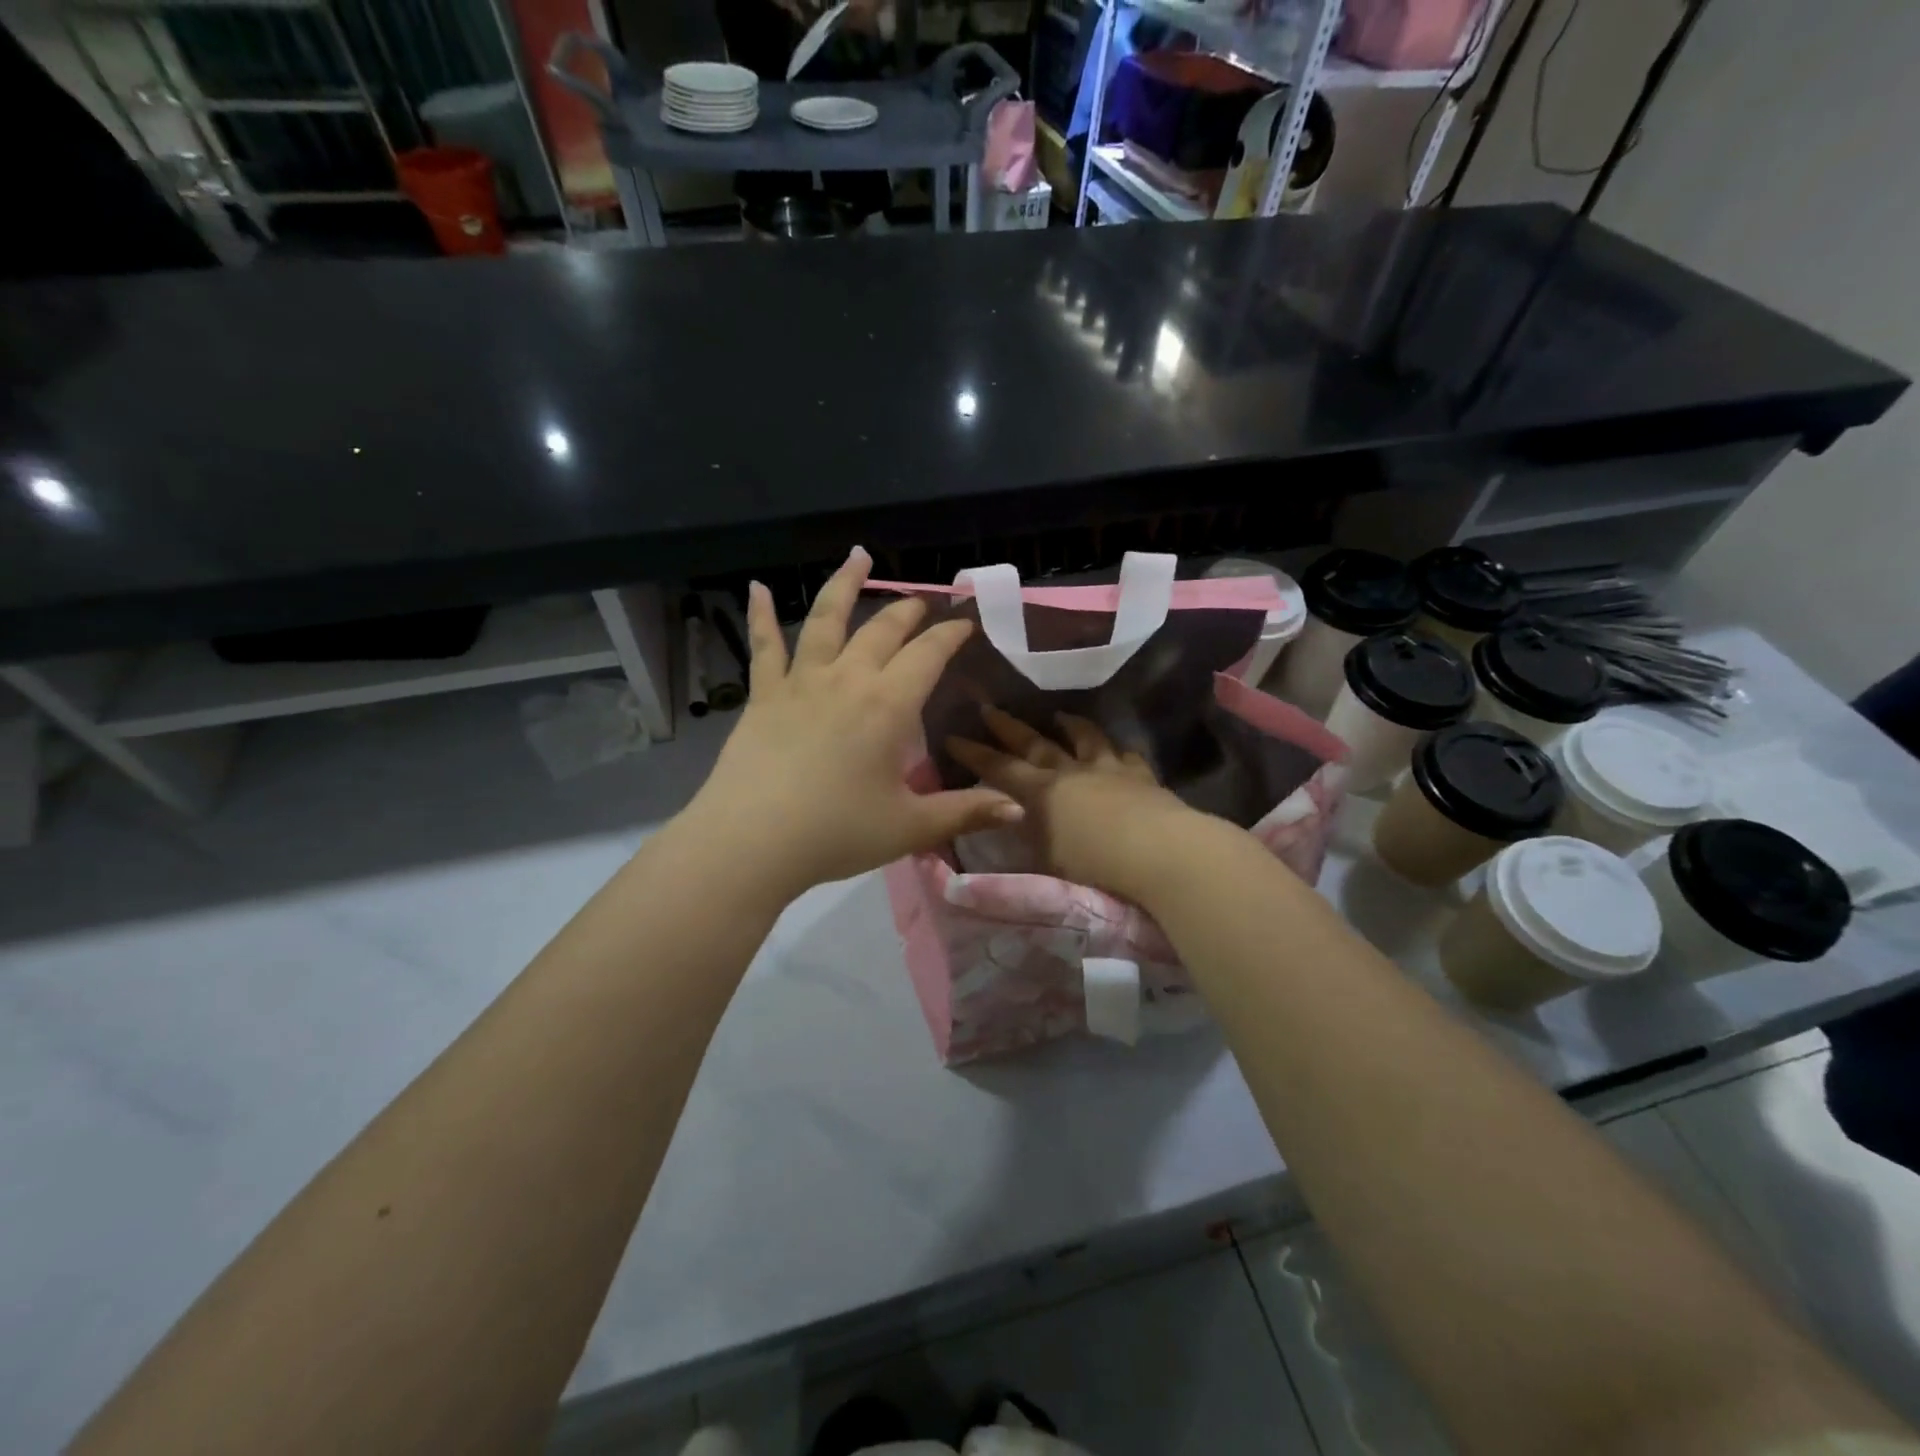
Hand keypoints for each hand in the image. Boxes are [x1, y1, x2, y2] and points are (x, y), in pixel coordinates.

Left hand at [686, 547, 1023, 898]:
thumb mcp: (909, 827)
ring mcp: (801, 682)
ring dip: (844, 585)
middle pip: (883, 630)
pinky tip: (757, 588)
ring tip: (858, 556)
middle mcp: (847, 679)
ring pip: (826, 620)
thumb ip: (965, 812)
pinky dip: (761, 615)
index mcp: (888, 705)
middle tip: (922, 602)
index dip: (951, 634)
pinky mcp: (763, 696)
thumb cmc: (836, 833)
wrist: (751, 841)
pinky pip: (764, 647)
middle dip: (908, 611)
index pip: (928, 654)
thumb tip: (1018, 809)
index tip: (966, 622)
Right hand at [947, 708, 1201, 904]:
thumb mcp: (1046, 857)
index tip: (952, 735)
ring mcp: (1108, 769)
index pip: (998, 768)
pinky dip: (1118, 749)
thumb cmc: (1093, 864)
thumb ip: (1026, 835)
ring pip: (1084, 738)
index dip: (974, 753)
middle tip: (989, 708)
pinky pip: (1126, 755)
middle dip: (1008, 727)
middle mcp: (1070, 772)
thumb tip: (1008, 818)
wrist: (1157, 851)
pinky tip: (1118, 748)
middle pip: (1034, 743)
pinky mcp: (1140, 776)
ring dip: (1069, 726)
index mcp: (1041, 792)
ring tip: (1058, 715)